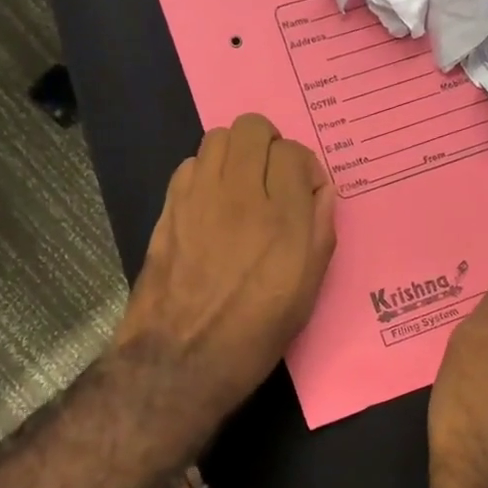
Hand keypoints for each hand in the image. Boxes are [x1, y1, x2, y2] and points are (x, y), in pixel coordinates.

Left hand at [114, 113, 336, 430]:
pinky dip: (206, 173)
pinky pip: (190, 164)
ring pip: (218, 137)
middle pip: (252, 128)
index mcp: (282, 219)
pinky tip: (211, 204)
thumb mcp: (306, 291)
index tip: (302, 194)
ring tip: (241, 186)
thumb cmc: (254, 334)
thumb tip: (318, 190)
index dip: (302, 169)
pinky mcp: (168, 207)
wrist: (180, 359)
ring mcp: (197, 197)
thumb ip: (319, 231)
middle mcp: (239, 195)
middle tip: (272, 179)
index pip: (294, 152)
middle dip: (269, 145)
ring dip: (235, 154)